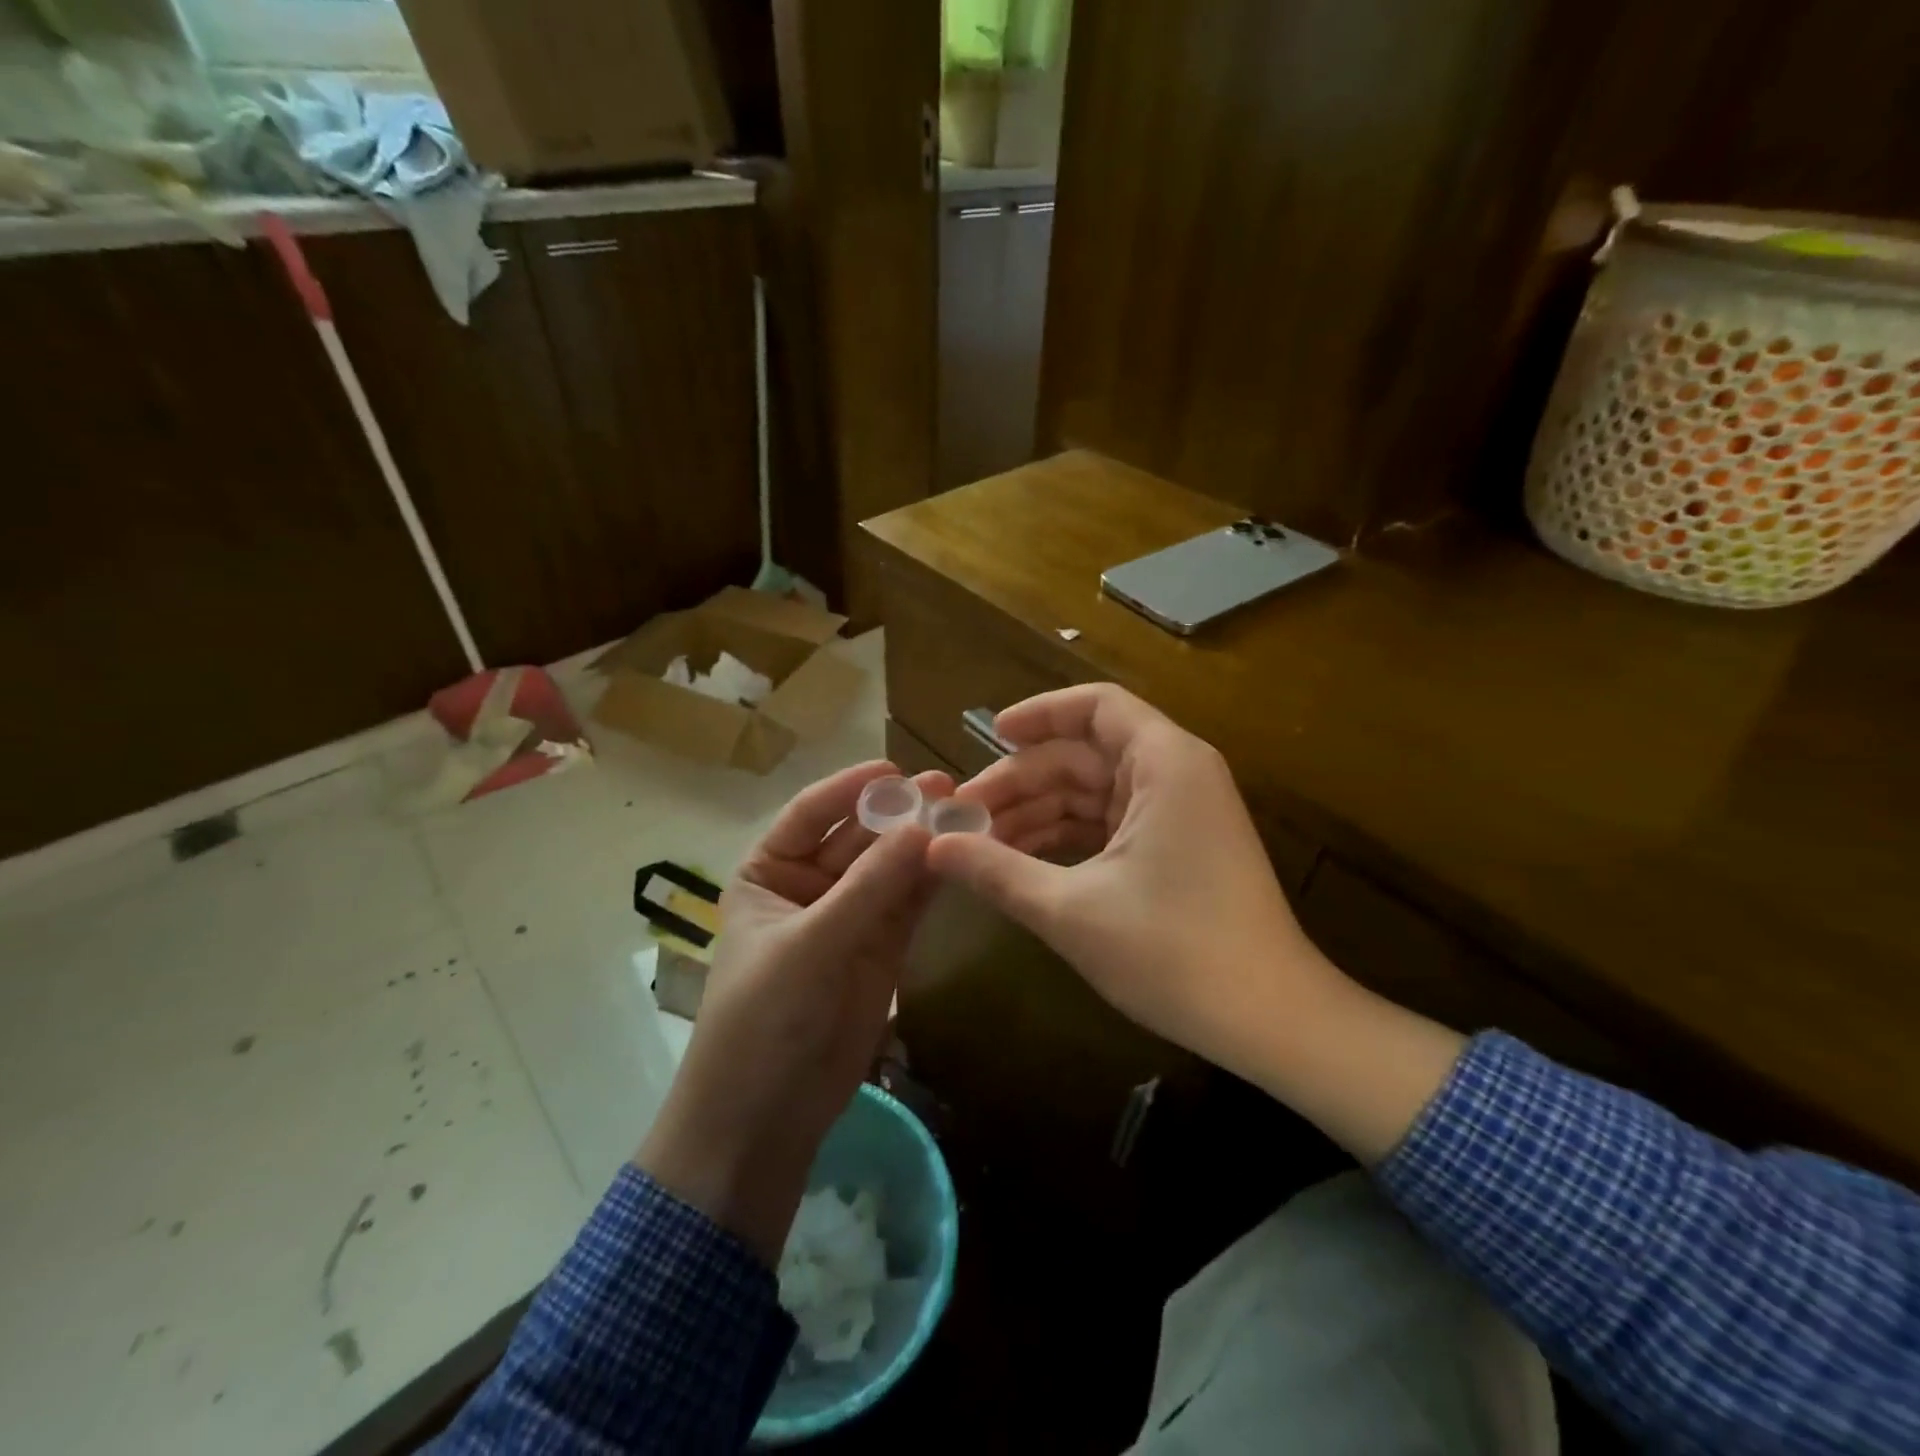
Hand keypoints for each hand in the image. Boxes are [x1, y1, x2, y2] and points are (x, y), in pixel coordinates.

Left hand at [638, 760, 950, 1264]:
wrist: (766, 1117)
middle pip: (859, 837)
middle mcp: (808, 885)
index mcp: (768, 871)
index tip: (898, 768)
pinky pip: (908, 903)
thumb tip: (925, 825)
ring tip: (966, 813)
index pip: (812, 813)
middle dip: (899, 814)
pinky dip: (932, 881)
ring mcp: (849, 917)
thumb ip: (870, 887)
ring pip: (890, 868)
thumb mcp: (811, 945)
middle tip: (948, 788)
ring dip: (922, 843)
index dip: (853, 788)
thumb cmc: (764, 1019)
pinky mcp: (882, 948)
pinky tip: (962, 856)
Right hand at [928, 685, 1463, 1162]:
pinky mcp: (1177, 847)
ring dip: (1037, 814)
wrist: (1270, 1021)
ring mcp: (1179, 812)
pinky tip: (1021, 863)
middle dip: (1021, 782)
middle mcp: (1176, 774)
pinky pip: (1109, 823)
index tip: (987, 738)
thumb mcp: (1071, 910)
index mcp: (1164, 763)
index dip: (1038, 715)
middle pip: (1084, 754)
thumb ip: (997, 871)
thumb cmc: (1173, 953)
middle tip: (961, 819)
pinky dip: (1066, 838)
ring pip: (1093, 793)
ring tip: (979, 847)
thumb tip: (932, 847)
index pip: (1095, 706)